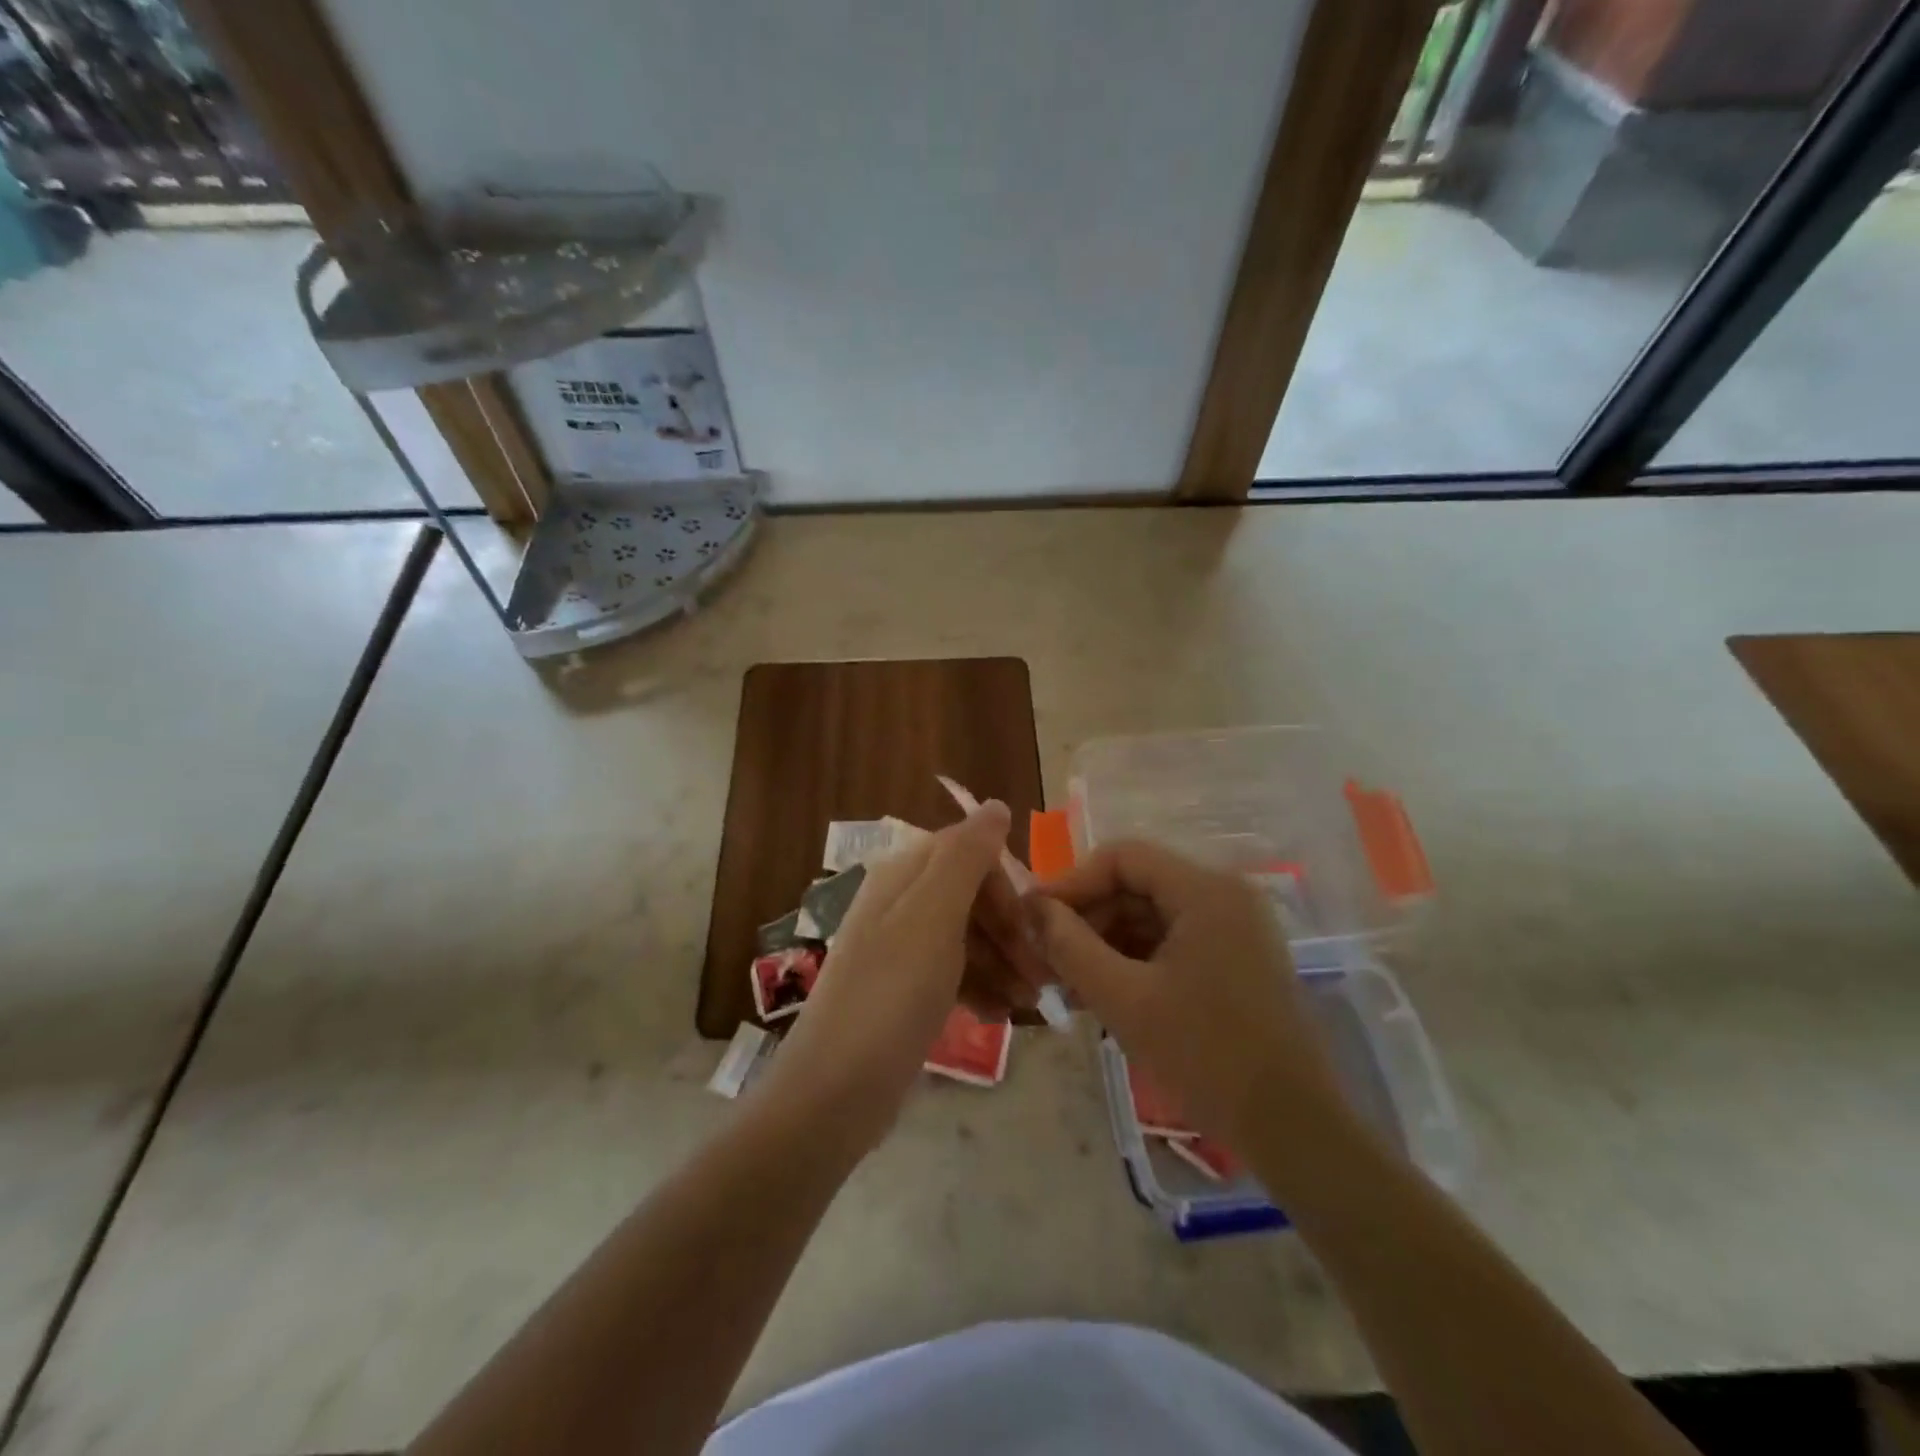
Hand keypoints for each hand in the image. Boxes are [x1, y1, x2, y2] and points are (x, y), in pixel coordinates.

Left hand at [759, 801, 1017, 1152]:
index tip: (1037, 926)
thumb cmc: (891, 995)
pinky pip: (952, 972)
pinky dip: (980, 987)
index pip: (968, 852)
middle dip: (1010, 929)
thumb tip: (995, 804)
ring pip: (965, 937)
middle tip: (1043, 974)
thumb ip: (966, 856)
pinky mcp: (901, 990)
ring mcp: (898, 948)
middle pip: (969, 896)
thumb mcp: (934, 917)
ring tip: (1030, 1003)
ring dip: (1002, 962)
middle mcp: (898, 903)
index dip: (1006, 885)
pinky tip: (1000, 1015)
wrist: (833, 1091)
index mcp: (902, 875)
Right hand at [1029, 840, 1350, 1158]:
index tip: (1033, 918)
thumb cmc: (1206, 1057)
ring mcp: (1234, 928)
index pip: (1122, 857)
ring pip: (1152, 915)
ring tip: (1066, 982)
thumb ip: (1071, 946)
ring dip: (1106, 941)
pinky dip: (1135, 960)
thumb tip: (1030, 907)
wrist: (1294, 1130)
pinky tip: (1102, 992)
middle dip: (1087, 917)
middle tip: (1046, 956)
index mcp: (1205, 891)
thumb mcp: (1125, 1000)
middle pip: (1137, 884)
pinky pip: (1172, 941)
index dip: (1071, 882)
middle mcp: (1224, 895)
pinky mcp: (1236, 959)